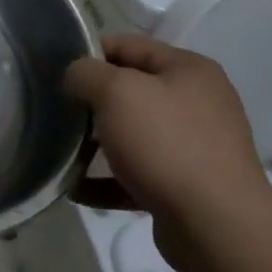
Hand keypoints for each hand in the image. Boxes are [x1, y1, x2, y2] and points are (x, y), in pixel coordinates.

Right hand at [65, 34, 271, 271]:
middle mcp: (197, 103)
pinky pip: (136, 174)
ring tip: (61, 152)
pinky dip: (107, 180)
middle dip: (91, 102)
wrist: (216, 225)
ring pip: (132, 134)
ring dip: (95, 143)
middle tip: (57, 112)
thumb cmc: (166, 143)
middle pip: (129, 91)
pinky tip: (76, 189)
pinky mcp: (185, 185)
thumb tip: (76, 77)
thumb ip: (86, 73)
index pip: (128, 45)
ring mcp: (194, 146)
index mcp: (188, 70)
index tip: (55, 72)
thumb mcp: (116, 92)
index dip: (88, 53)